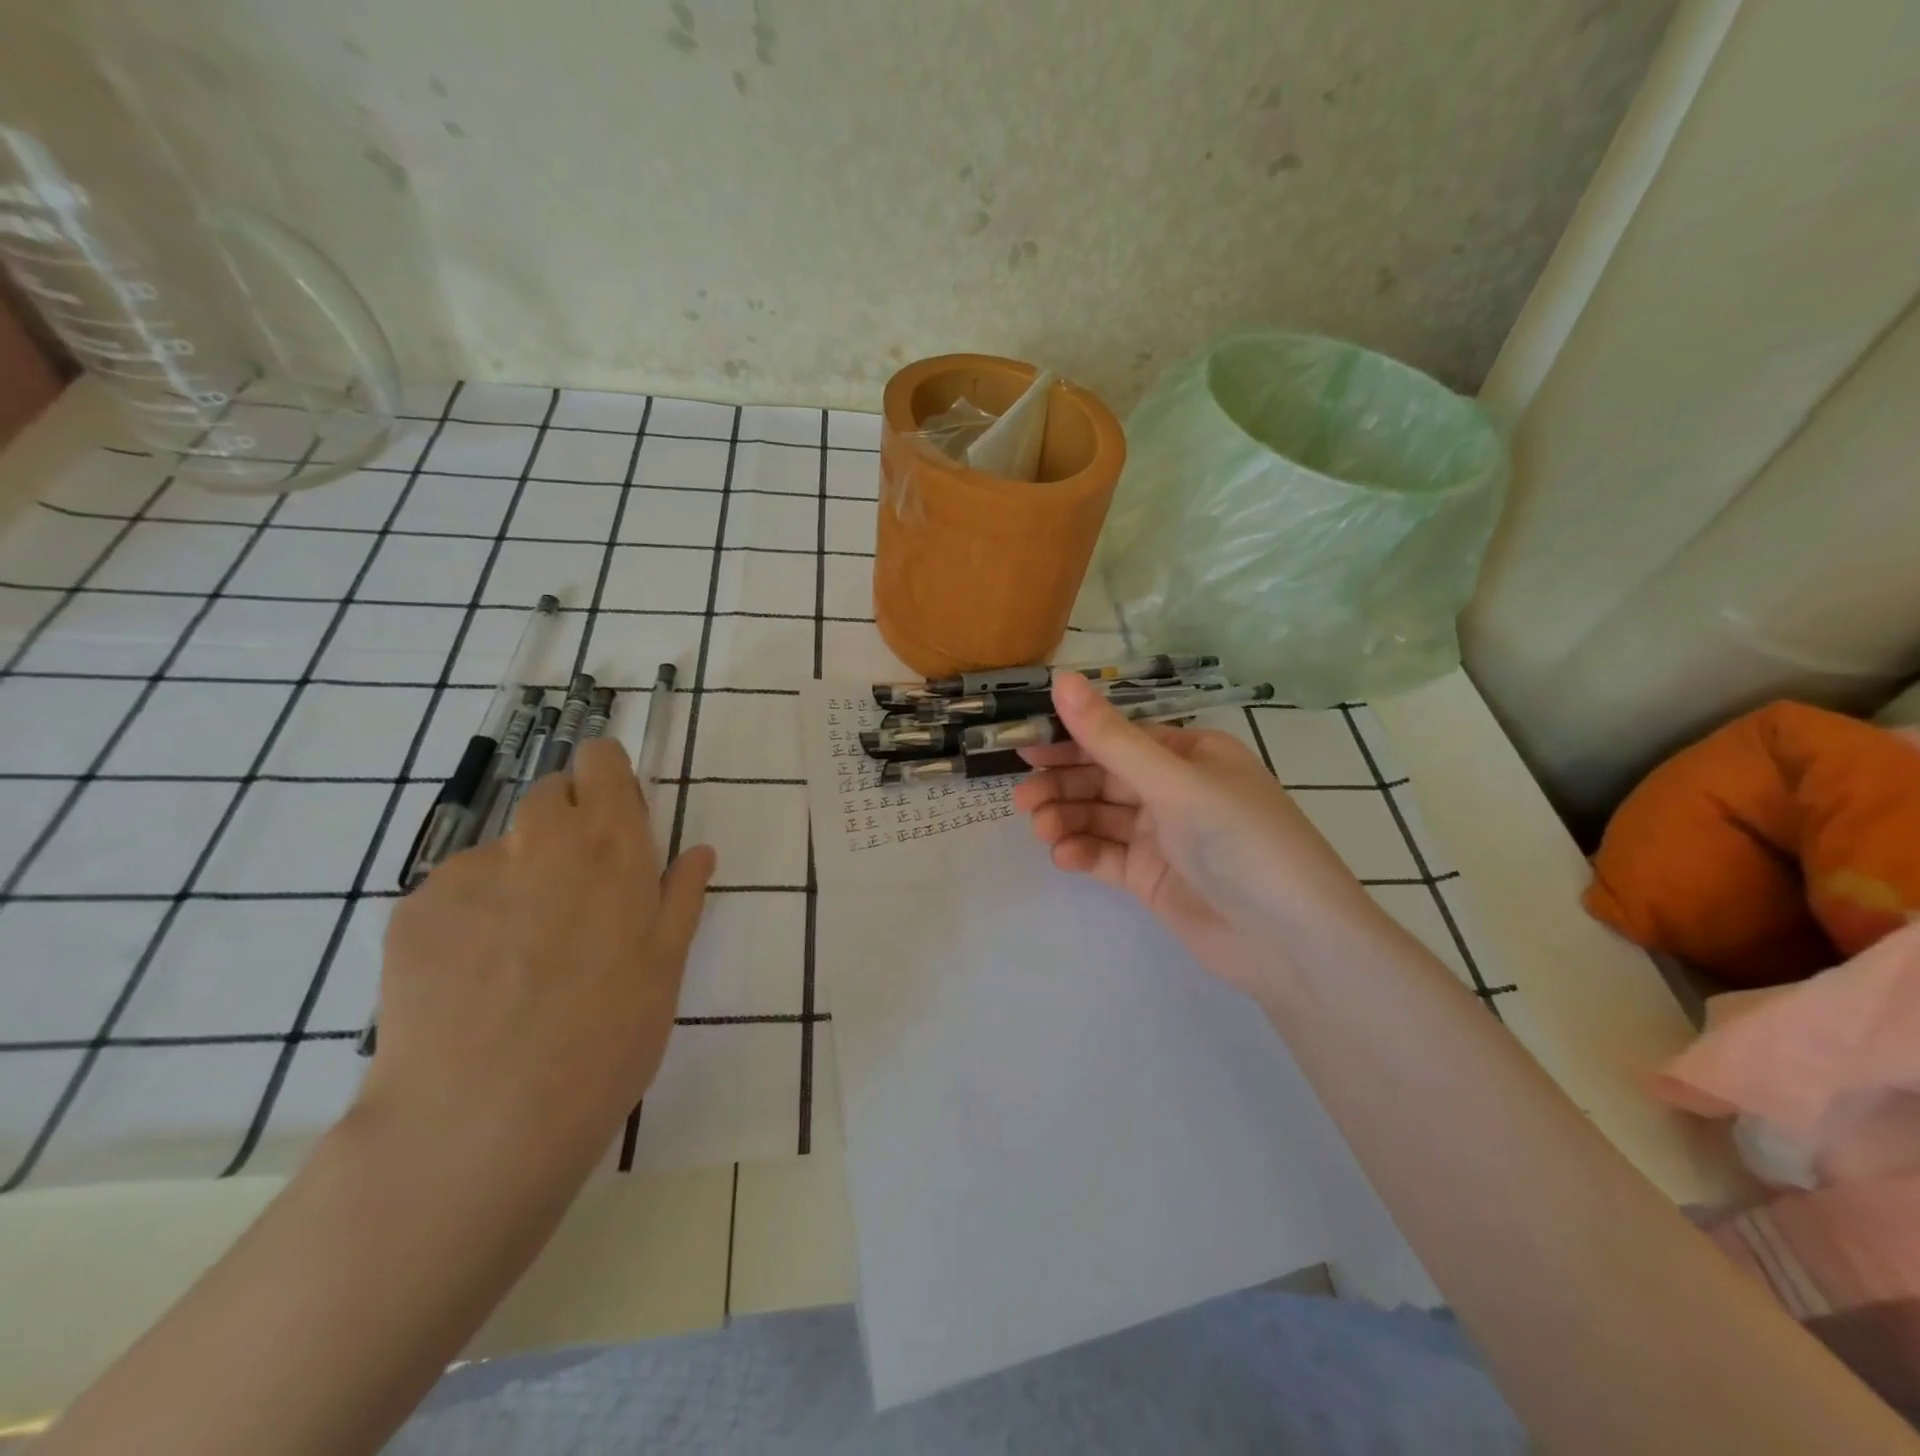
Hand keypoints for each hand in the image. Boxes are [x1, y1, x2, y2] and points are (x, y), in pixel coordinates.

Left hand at [359, 739, 715, 1182]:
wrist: (485, 1117)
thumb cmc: (607, 1036)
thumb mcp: (667, 966)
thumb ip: (681, 896)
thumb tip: (698, 852)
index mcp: (611, 846)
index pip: (600, 762)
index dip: (606, 776)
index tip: (614, 814)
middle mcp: (540, 840)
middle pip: (549, 794)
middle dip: (565, 824)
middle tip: (574, 892)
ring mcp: (469, 872)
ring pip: (500, 851)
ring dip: (516, 877)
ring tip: (518, 955)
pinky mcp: (412, 911)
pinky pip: (452, 894)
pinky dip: (468, 919)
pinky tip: (474, 980)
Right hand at [1013, 673, 1382, 995]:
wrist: (1289, 941)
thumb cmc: (1239, 841)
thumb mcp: (1173, 782)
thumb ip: (1110, 737)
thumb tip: (1061, 678)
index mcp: (1190, 753)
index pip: (1118, 737)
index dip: (1071, 739)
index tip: (1025, 746)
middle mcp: (1175, 789)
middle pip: (1103, 776)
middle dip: (1062, 784)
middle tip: (1023, 797)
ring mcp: (1163, 836)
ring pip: (1100, 816)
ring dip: (1066, 818)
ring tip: (1041, 829)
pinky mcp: (1152, 877)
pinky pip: (1107, 854)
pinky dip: (1082, 851)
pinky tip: (1063, 855)